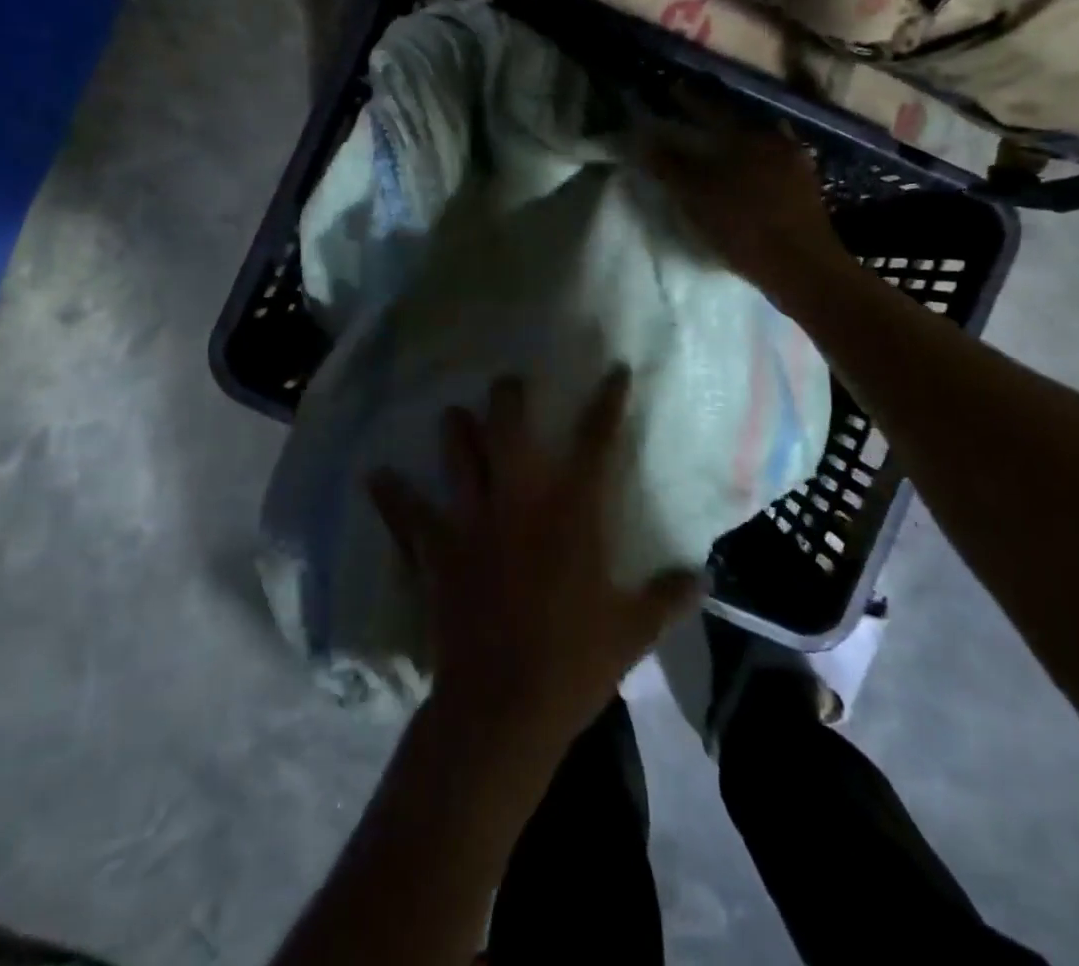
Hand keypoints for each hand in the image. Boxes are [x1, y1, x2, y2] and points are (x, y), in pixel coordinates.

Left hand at [369, 370, 701, 749]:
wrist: (504, 705)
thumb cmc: (574, 663)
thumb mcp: (632, 631)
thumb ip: (668, 597)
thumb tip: (703, 577)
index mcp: (572, 512)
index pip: (596, 442)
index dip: (607, 403)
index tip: (614, 372)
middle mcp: (520, 501)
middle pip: (510, 429)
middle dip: (509, 398)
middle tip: (508, 381)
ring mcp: (473, 521)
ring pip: (459, 455)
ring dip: (455, 430)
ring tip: (453, 414)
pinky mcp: (438, 550)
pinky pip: (407, 514)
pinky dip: (390, 494)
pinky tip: (374, 475)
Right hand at [644, 113, 856, 308]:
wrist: (802, 265)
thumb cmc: (744, 227)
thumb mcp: (697, 197)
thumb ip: (669, 166)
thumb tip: (644, 139)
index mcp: (746, 136)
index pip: (711, 108)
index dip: (689, 99)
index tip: (673, 87)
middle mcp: (774, 139)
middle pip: (740, 121)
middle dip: (717, 118)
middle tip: (698, 118)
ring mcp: (795, 162)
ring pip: (761, 141)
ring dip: (740, 140)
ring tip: (723, 145)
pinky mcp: (807, 187)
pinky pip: (776, 162)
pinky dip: (758, 161)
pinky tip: (751, 174)